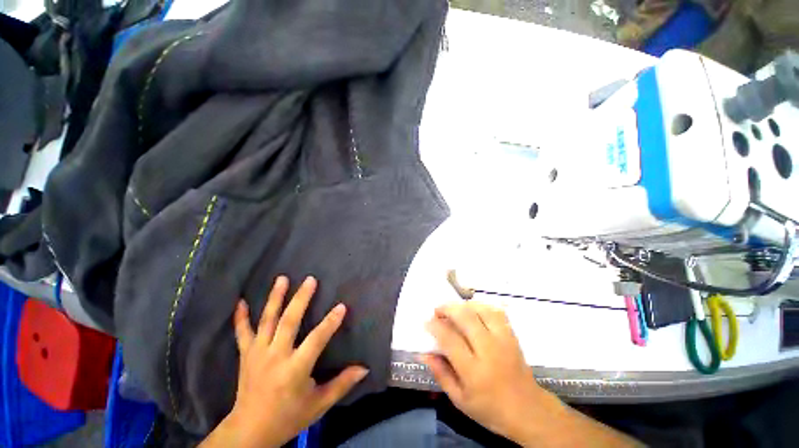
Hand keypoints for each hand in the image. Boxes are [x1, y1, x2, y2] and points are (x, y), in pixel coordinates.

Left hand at [202, 276, 368, 447]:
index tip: (341, 306)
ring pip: (267, 321)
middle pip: (289, 322)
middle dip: (301, 299)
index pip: (316, 339)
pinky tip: (241, 301)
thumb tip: (364, 368)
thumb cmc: (288, 418)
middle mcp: (275, 356)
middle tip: (310, 280)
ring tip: (282, 279)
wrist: (249, 432)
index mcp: (295, 369)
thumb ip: (342, 384)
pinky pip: (242, 333)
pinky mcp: (245, 356)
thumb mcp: (319, 404)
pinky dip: (240, 317)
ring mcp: (257, 354)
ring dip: (275, 298)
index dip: (330, 322)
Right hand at [421, 302, 560, 442]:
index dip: (435, 326)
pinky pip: (496, 312)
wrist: (528, 410)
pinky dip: (481, 306)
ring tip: (454, 310)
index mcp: (474, 371)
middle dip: (447, 308)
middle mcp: (489, 351)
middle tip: (438, 311)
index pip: (450, 339)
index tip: (427, 322)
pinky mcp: (511, 335)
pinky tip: (473, 310)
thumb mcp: (460, 400)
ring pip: (481, 310)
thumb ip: (441, 374)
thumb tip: (424, 353)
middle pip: (465, 317)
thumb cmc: (490, 409)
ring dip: (463, 305)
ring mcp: (503, 340)